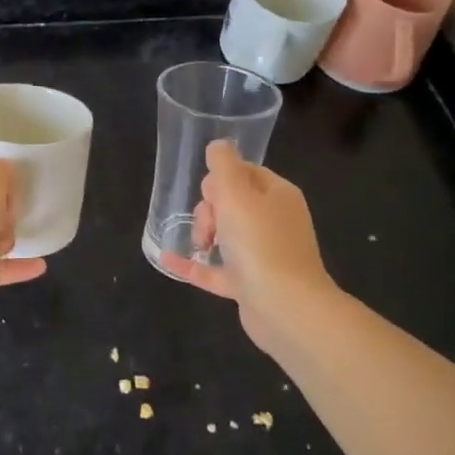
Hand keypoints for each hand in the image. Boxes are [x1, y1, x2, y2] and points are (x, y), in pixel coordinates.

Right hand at [161, 140, 332, 334]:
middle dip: (209, 209)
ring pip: (223, 235)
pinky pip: (215, 269)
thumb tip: (218, 146)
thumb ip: (223, 164)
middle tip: (209, 225)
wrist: (286, 308)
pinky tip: (168, 260)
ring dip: (203, 235)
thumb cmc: (261, 243)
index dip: (221, 178)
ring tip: (200, 246)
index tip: (211, 193)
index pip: (245, 172)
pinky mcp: (250, 285)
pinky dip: (194, 264)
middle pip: (231, 203)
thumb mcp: (237, 193)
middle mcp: (274, 222)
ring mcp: (263, 255)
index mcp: (278, 196)